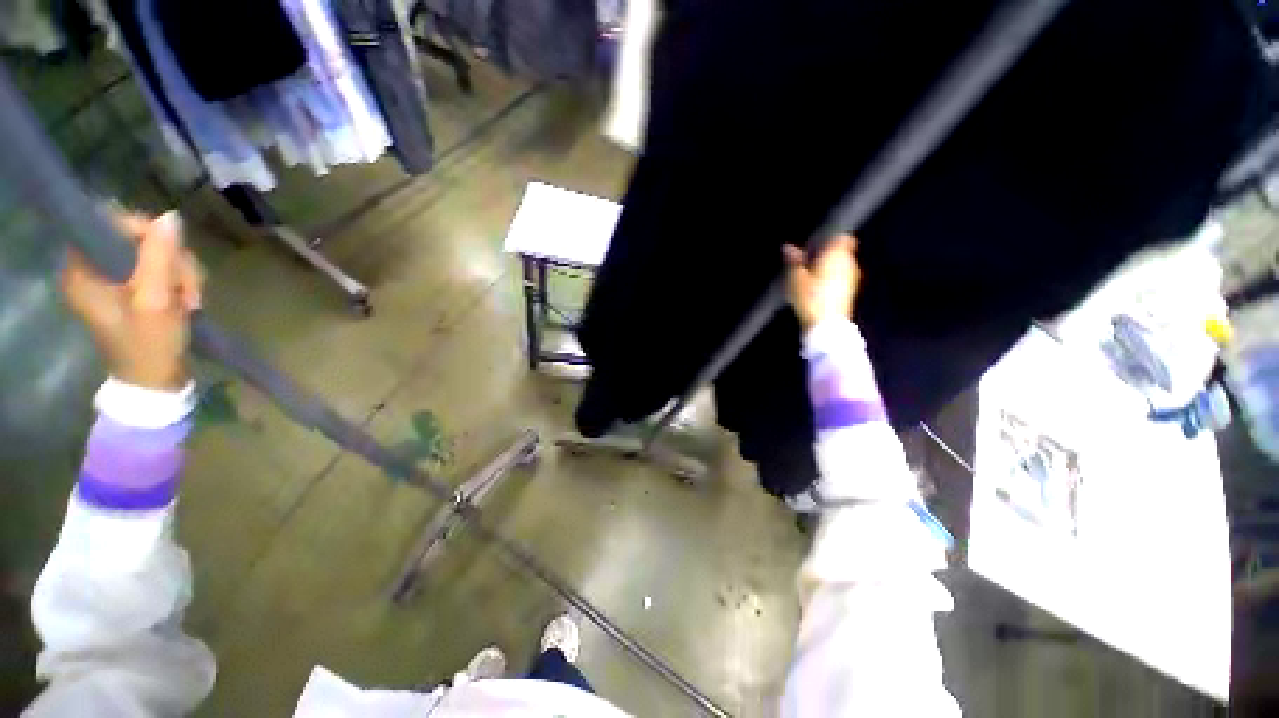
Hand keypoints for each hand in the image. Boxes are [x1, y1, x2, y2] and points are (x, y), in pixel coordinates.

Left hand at [61, 211, 203, 390]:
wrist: (155, 383)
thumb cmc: (149, 344)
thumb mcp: (156, 300)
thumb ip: (159, 256)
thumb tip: (171, 218)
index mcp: (83, 270)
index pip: (108, 224)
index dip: (143, 231)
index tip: (171, 253)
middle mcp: (92, 270)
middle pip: (136, 239)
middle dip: (171, 259)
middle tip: (189, 289)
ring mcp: (112, 282)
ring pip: (153, 254)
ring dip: (180, 273)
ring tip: (192, 300)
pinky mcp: (130, 291)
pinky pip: (158, 269)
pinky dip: (179, 281)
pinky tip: (187, 300)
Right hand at [783, 234, 861, 330]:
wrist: (826, 325)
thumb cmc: (810, 297)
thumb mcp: (795, 278)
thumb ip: (793, 261)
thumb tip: (788, 247)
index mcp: (836, 255)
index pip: (842, 238)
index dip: (830, 240)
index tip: (816, 246)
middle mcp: (849, 263)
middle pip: (841, 252)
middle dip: (827, 255)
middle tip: (808, 263)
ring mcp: (853, 279)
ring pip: (842, 266)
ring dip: (829, 269)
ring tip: (810, 278)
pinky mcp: (851, 293)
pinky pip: (842, 280)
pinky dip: (832, 281)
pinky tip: (818, 291)